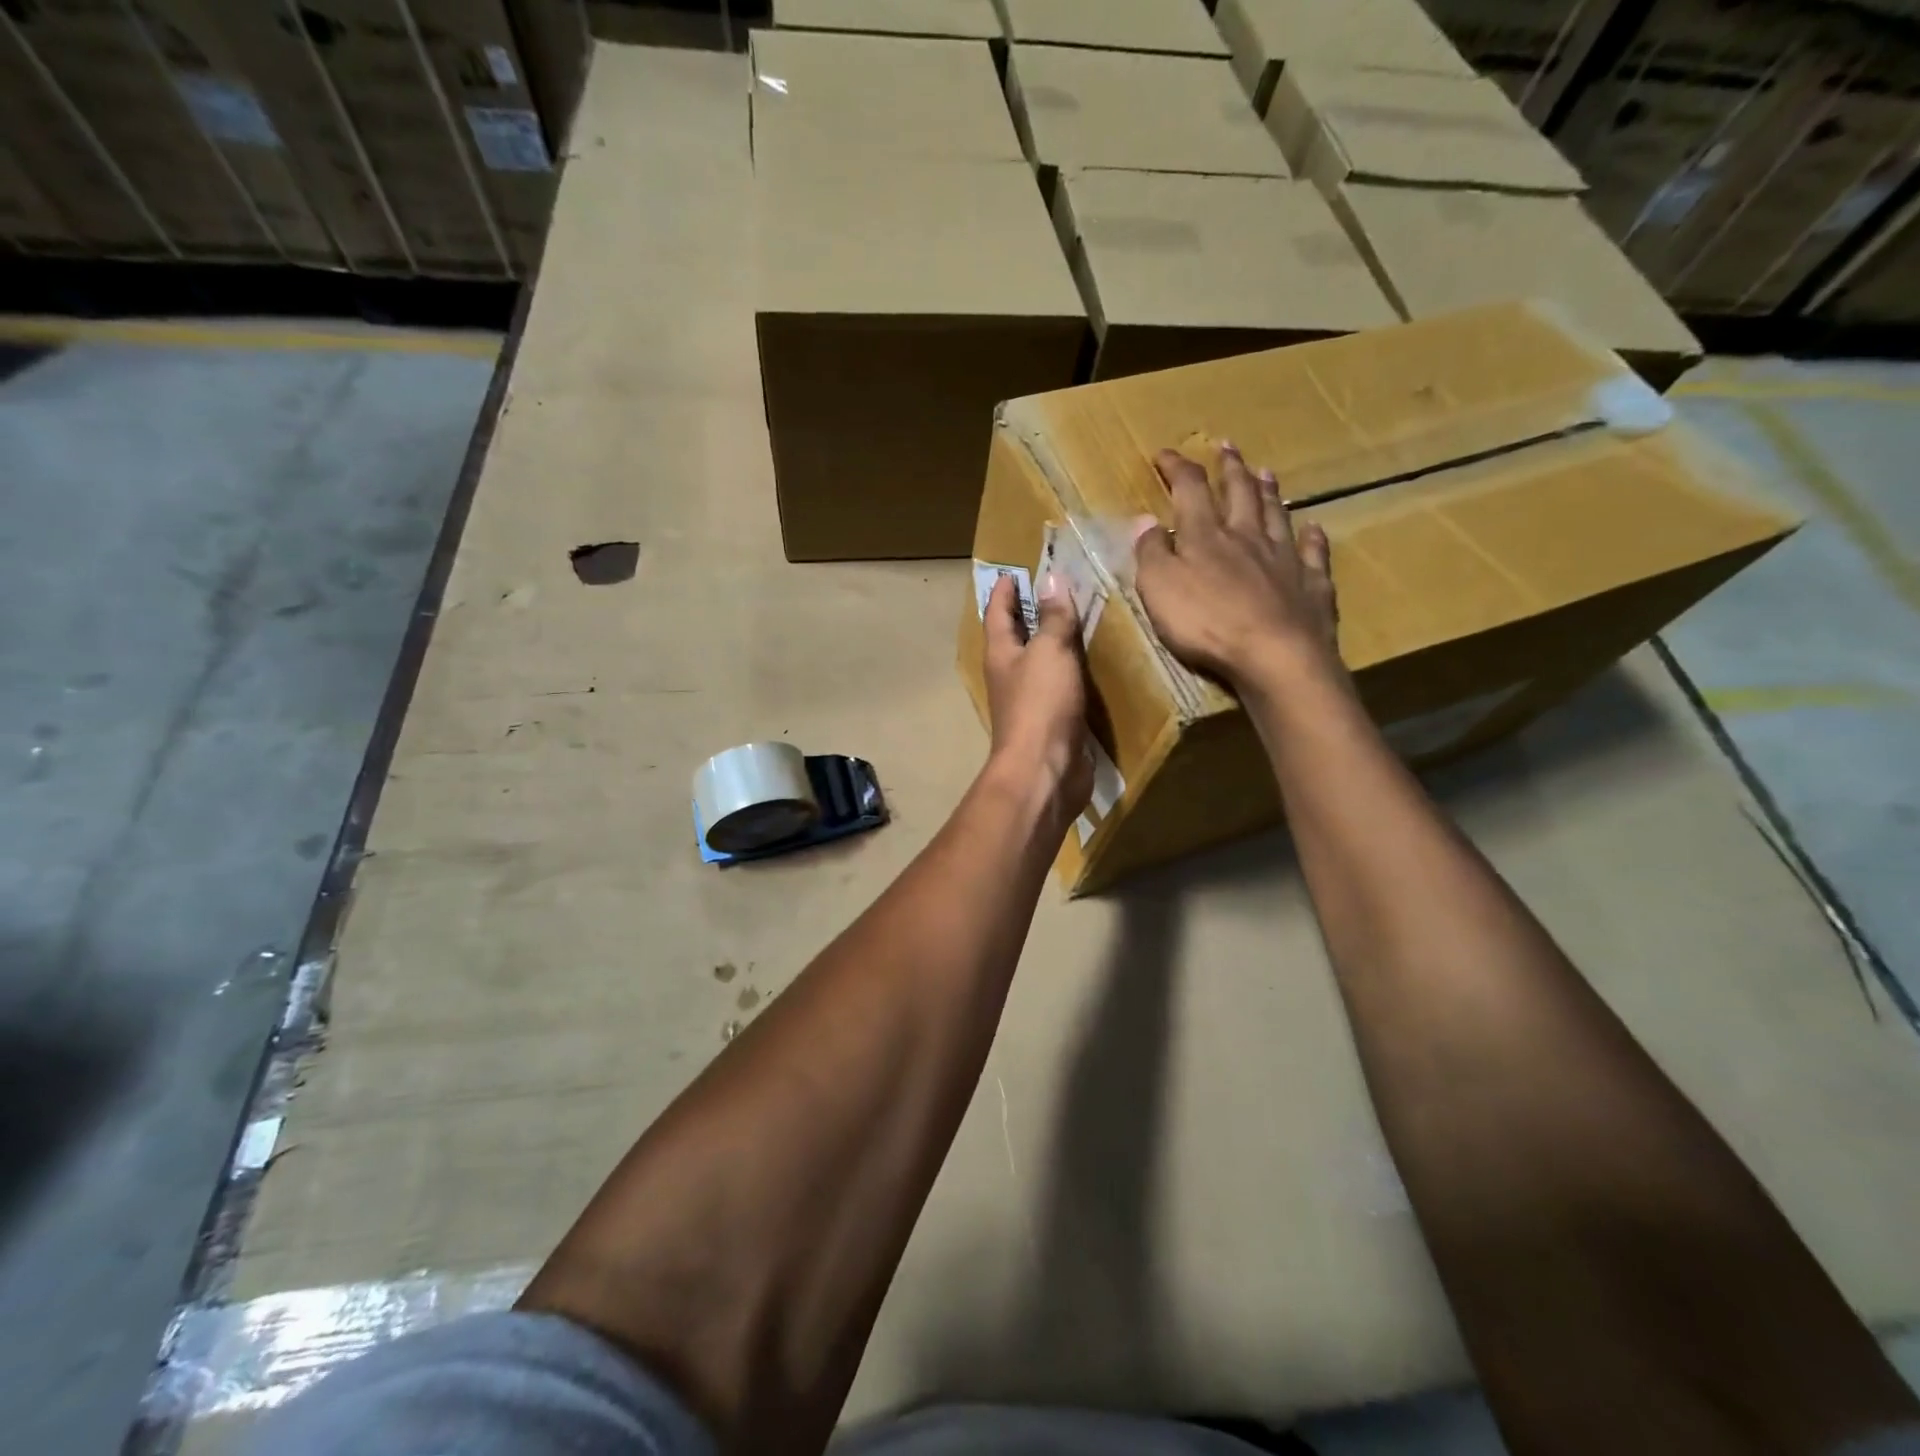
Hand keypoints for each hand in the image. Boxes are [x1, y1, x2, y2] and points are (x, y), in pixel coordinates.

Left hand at [982, 573, 1092, 821]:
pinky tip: (1091, 665)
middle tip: (1052, 590)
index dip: (1004, 591)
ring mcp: (1030, 701)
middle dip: (1029, 614)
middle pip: (1016, 637)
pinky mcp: (1052, 722)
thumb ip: (1053, 617)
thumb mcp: (1049, 652)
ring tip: (1078, 620)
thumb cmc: (1041, 705)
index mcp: (1001, 654)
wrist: (1044, 771)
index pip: (997, 613)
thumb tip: (1052, 579)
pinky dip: (1072, 671)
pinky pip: (1061, 687)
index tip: (1012, 572)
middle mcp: (1010, 675)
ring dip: (1053, 643)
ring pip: (1040, 663)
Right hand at [1133, 443, 1341, 690]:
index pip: (1190, 489)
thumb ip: (1151, 553)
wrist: (1275, 655)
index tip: (1165, 454)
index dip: (1177, 468)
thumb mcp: (1159, 588)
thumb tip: (1144, 520)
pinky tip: (1313, 528)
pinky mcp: (1311, 585)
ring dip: (1269, 492)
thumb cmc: (1207, 623)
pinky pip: (1313, 553)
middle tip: (1227, 446)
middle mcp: (1248, 537)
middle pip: (1240, 493)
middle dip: (1230, 468)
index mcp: (1206, 536)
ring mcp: (1284, 559)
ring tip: (1266, 472)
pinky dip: (1312, 538)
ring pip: (1276, 515)